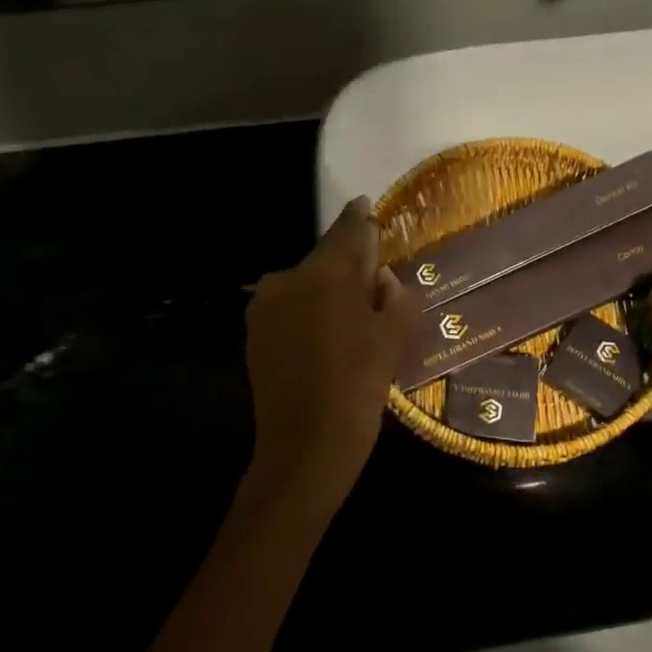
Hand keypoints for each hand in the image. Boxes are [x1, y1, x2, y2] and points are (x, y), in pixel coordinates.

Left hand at [243, 198, 418, 509]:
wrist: (306, 444)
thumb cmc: (360, 385)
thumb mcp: (396, 336)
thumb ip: (397, 295)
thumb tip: (381, 278)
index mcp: (325, 272)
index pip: (348, 231)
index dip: (361, 219)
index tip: (366, 207)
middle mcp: (287, 278)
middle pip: (325, 259)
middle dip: (348, 266)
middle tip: (373, 287)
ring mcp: (264, 306)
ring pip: (305, 285)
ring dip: (327, 291)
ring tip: (350, 320)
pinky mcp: (254, 333)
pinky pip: (289, 308)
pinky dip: (308, 313)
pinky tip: (326, 339)